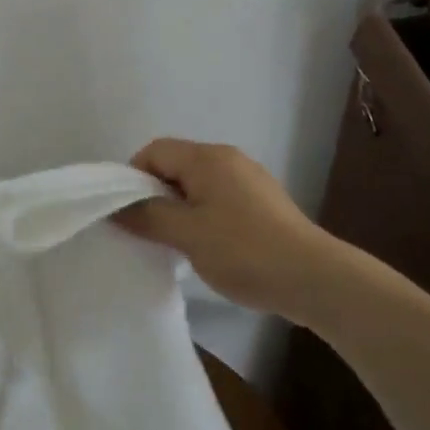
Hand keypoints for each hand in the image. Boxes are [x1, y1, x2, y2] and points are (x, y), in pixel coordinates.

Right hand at [115, 139, 332, 320]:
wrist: (313, 278)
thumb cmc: (244, 250)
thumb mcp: (187, 234)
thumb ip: (148, 216)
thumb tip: (116, 207)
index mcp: (207, 158)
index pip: (155, 151)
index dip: (133, 178)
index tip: (127, 213)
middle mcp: (227, 159)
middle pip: (176, 165)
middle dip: (155, 193)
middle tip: (146, 230)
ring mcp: (248, 179)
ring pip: (197, 184)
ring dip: (178, 207)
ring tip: (174, 241)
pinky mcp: (262, 202)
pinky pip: (218, 198)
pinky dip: (202, 214)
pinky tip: (206, 246)